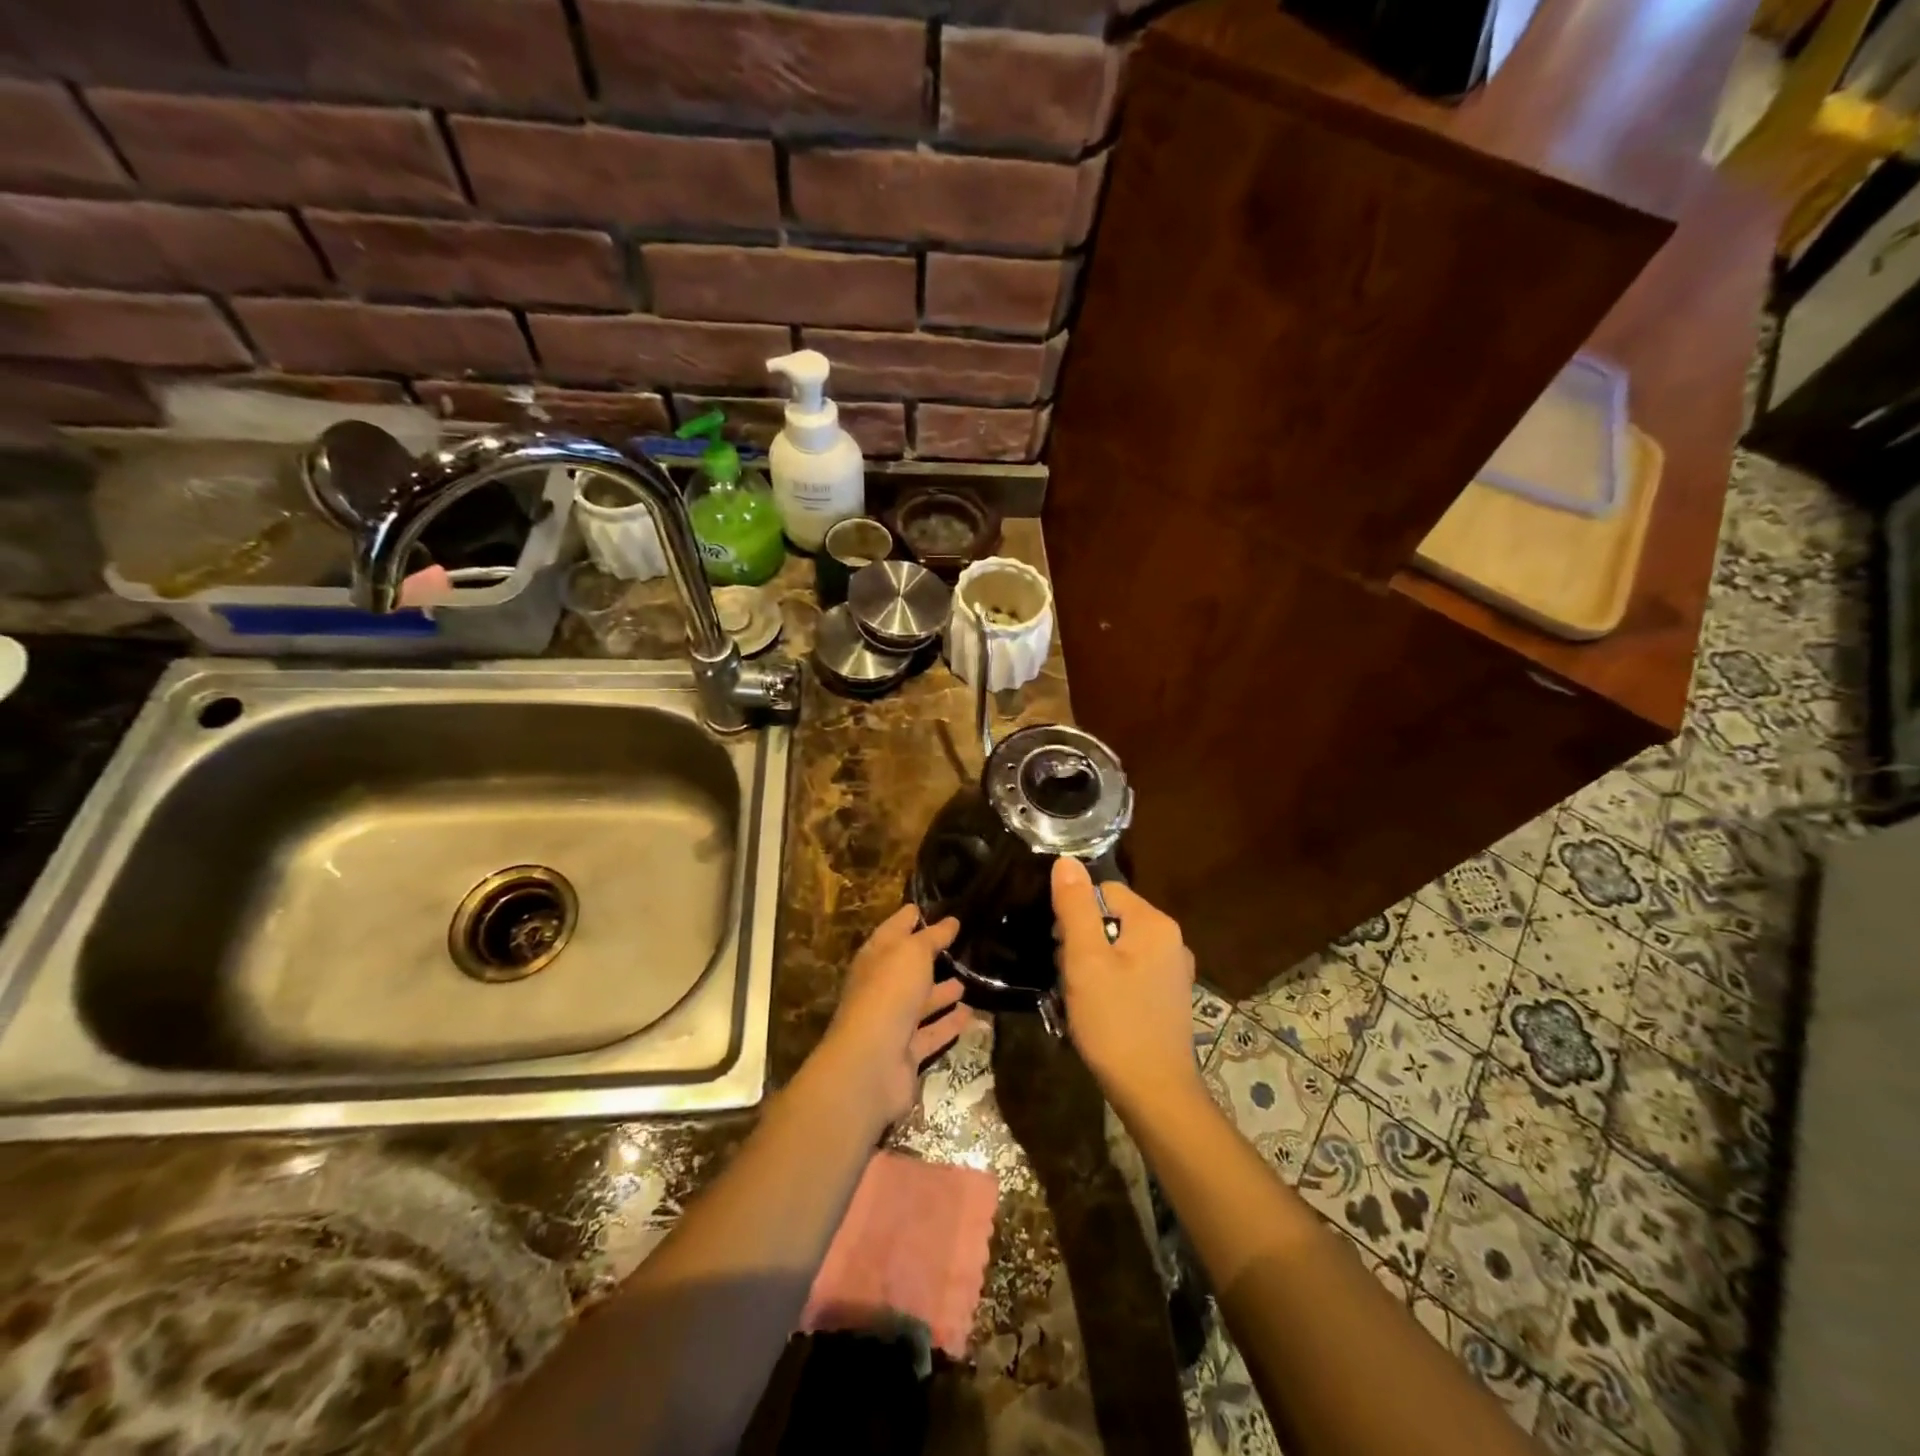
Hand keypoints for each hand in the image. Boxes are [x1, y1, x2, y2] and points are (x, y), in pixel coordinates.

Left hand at [816, 905, 974, 1127]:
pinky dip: (949, 1024)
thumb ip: (932, 937)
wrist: (871, 1063)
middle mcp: (880, 988)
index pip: (893, 930)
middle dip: (928, 957)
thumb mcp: (912, 953)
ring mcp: (892, 1022)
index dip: (908, 918)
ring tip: (967, 981)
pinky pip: (932, 1033)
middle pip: (906, 968)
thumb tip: (950, 921)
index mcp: (875, 958)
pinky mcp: (906, 1053)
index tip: (926, 907)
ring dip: (941, 993)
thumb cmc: (889, 993)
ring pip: (920, 1002)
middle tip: (957, 945)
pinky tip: (971, 1014)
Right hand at [1051, 857, 1200, 1112]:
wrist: (1155, 1092)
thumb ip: (1075, 907)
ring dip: (1093, 964)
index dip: (1075, 914)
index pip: (1104, 891)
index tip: (1061, 948)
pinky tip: (1100, 1010)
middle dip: (1083, 941)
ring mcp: (1174, 971)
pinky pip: (1132, 971)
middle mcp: (1171, 940)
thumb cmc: (1115, 1021)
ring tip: (1081, 997)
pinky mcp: (1170, 997)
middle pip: (1112, 918)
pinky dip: (1111, 983)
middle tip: (1070, 976)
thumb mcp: (1085, 960)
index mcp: (1154, 923)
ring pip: (1119, 947)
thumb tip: (1066, 861)